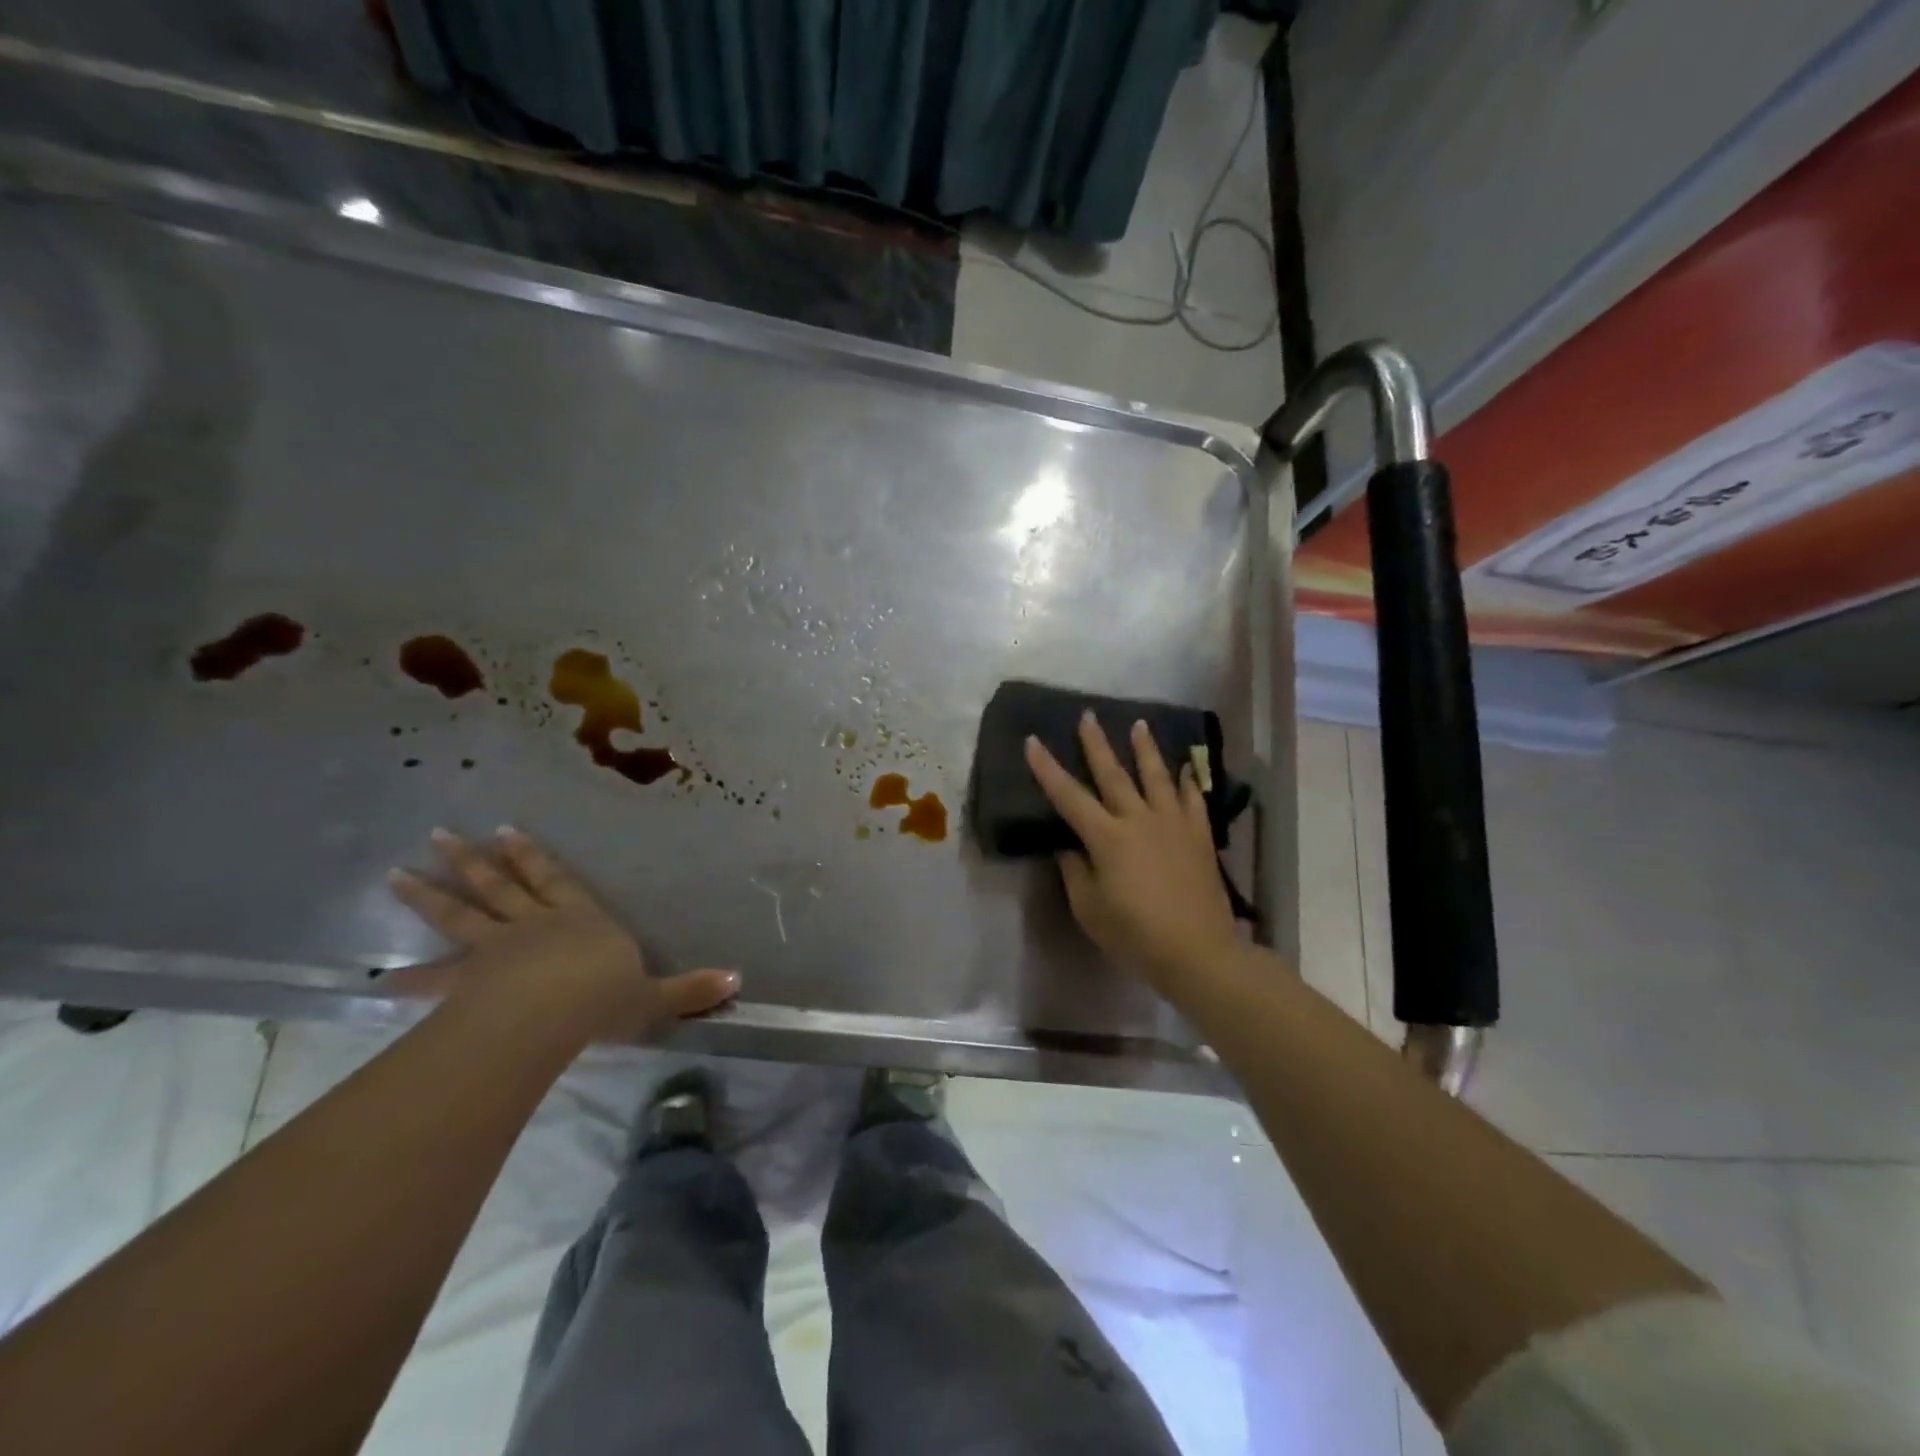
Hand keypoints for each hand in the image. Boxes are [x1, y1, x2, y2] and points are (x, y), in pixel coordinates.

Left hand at [385, 827, 738, 1040]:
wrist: (554, 1013)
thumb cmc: (606, 998)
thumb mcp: (656, 996)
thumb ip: (691, 989)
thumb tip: (737, 979)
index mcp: (581, 920)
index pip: (556, 881)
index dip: (533, 857)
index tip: (505, 831)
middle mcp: (536, 924)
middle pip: (501, 886)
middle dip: (473, 861)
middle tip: (441, 835)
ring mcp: (497, 948)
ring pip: (462, 914)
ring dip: (431, 893)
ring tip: (397, 872)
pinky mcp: (469, 980)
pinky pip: (435, 976)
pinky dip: (409, 977)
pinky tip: (379, 979)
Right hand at [1025, 714, 1242, 995]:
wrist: (1198, 951)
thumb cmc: (1135, 934)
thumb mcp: (1089, 909)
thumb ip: (1075, 872)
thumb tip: (1069, 847)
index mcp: (1106, 838)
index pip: (1069, 796)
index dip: (1047, 768)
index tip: (1033, 741)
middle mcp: (1138, 820)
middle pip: (1113, 774)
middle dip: (1096, 744)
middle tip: (1089, 716)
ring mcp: (1173, 824)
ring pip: (1156, 776)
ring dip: (1145, 749)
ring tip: (1140, 724)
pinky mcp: (1199, 836)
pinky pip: (1193, 800)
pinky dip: (1188, 781)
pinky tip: (1186, 768)